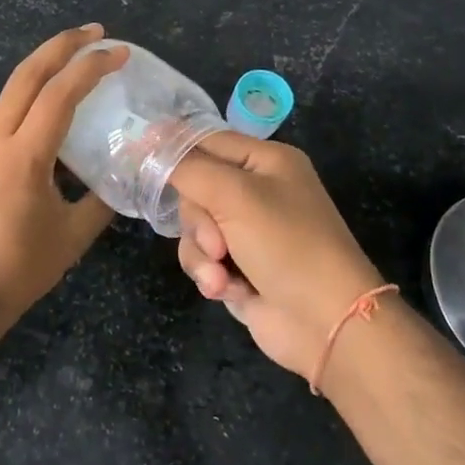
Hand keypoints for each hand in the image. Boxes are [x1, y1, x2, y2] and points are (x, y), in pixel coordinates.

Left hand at [0, 25, 126, 328]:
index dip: (90, 68)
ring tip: (78, 70)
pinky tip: (51, 131)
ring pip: (12, 97)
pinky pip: (4, 126)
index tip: (118, 51)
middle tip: (94, 32)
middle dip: (60, 45)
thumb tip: (123, 176)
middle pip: (25, 76)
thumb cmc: (19, 272)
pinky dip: (31, 111)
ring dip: (44, 74)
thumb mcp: (72, 236)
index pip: (58, 95)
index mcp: (22, 158)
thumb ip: (101, 201)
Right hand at [169, 133, 385, 380]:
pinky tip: (224, 289)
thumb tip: (149, 142)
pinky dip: (209, 273)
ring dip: (201, 252)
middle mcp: (257, 191)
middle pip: (195, 188)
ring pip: (195, 227)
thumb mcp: (235, 195)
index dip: (174, 147)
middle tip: (216, 240)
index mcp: (266, 161)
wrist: (328, 324)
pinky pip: (203, 258)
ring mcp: (249, 231)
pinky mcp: (241, 267)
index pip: (208, 140)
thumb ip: (187, 167)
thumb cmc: (287, 244)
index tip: (136, 154)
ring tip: (220, 273)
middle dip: (198, 219)